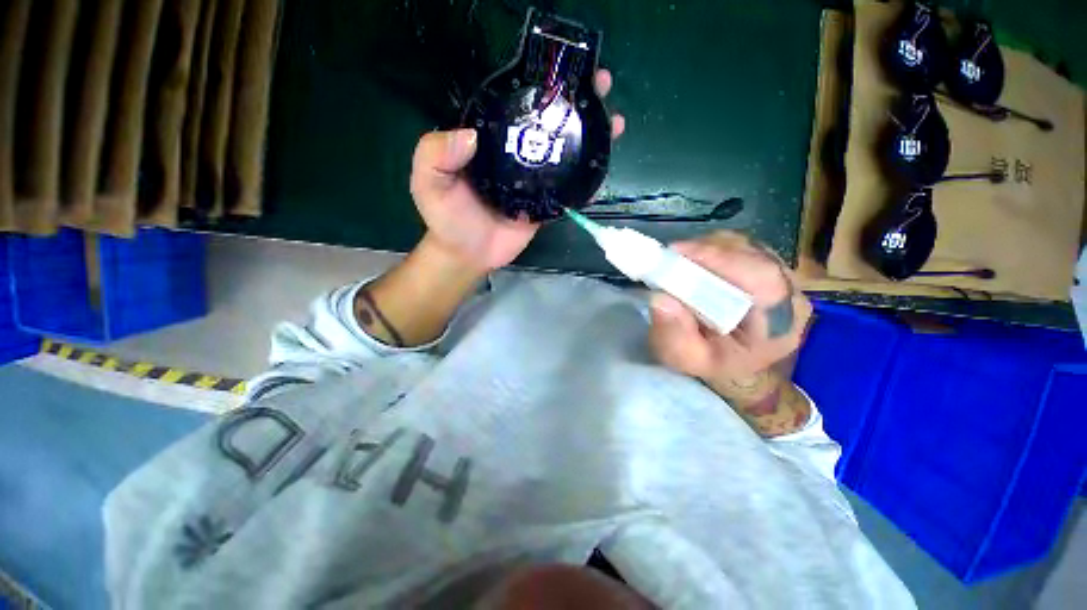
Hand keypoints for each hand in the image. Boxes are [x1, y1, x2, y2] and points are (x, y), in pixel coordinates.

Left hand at [410, 70, 625, 272]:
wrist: (468, 254)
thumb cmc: (446, 218)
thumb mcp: (428, 181)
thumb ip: (436, 154)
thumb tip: (470, 135)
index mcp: (491, 141)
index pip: (517, 105)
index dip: (541, 86)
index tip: (565, 72)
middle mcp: (515, 155)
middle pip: (548, 124)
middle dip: (576, 104)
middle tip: (601, 87)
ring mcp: (534, 180)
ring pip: (564, 153)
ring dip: (589, 136)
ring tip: (614, 120)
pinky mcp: (545, 204)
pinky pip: (568, 189)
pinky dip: (586, 177)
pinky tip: (605, 163)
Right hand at [649, 231, 813, 434]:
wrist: (733, 362)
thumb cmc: (711, 363)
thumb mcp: (686, 358)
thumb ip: (674, 335)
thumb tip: (660, 298)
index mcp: (779, 324)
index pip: (762, 279)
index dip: (720, 259)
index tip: (678, 254)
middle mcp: (790, 294)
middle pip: (754, 255)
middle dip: (707, 252)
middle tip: (670, 256)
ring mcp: (782, 277)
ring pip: (747, 246)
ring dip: (708, 248)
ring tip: (679, 261)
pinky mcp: (767, 267)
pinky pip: (742, 247)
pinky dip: (714, 248)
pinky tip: (695, 262)